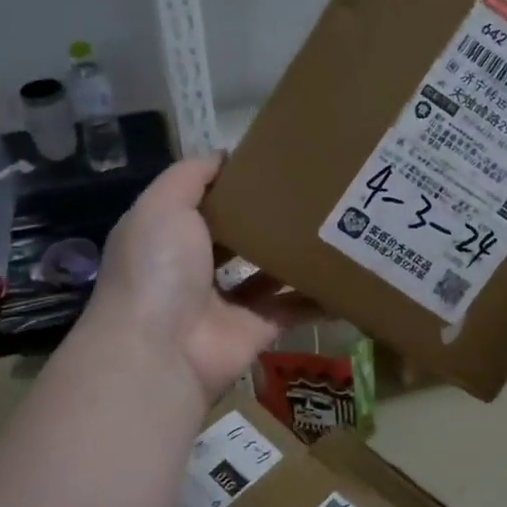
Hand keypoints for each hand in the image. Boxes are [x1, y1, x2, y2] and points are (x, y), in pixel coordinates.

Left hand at [89, 156, 314, 402]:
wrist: (161, 351)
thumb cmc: (158, 268)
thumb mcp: (163, 205)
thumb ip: (191, 175)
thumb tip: (225, 155)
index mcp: (169, 237)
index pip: (204, 203)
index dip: (232, 184)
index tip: (273, 163)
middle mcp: (195, 269)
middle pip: (239, 237)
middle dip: (270, 218)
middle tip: (315, 191)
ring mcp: (226, 303)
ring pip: (268, 272)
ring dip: (296, 255)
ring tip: (337, 225)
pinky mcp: (256, 330)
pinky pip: (292, 309)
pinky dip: (318, 298)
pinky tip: (347, 275)